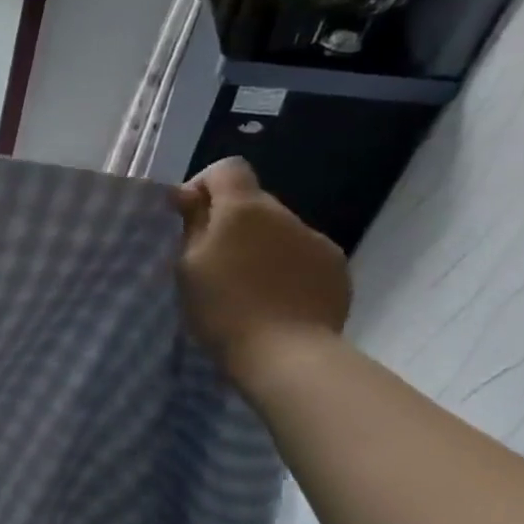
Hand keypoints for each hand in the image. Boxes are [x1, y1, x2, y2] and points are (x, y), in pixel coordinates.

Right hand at [175, 157, 349, 385]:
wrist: (286, 354)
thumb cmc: (222, 307)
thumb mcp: (188, 265)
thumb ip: (192, 223)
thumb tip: (188, 194)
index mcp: (244, 209)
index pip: (227, 169)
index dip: (204, 186)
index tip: (188, 218)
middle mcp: (286, 215)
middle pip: (252, 201)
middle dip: (230, 221)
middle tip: (211, 261)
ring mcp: (316, 241)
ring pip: (278, 230)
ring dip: (258, 245)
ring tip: (244, 285)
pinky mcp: (336, 269)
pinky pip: (301, 254)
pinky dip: (284, 266)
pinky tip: (273, 298)